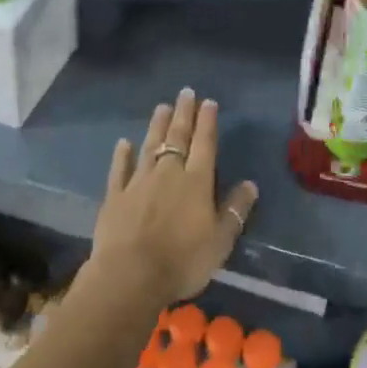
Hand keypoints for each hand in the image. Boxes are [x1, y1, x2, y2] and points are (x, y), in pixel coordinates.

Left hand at [90, 89, 258, 306]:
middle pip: (177, 137)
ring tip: (161, 107)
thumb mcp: (220, 241)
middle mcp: (168, 173)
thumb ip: (235, 210)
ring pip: (150, 146)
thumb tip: (250, 184)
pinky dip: (122, 154)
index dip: (207, 122)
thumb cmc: (182, 261)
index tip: (208, 102)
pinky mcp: (116, 195)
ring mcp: (139, 181)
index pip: (204, 144)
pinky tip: (123, 143)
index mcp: (196, 182)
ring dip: (156, 126)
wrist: (130, 275)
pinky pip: (120, 169)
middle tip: (185, 92)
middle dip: (183, 114)